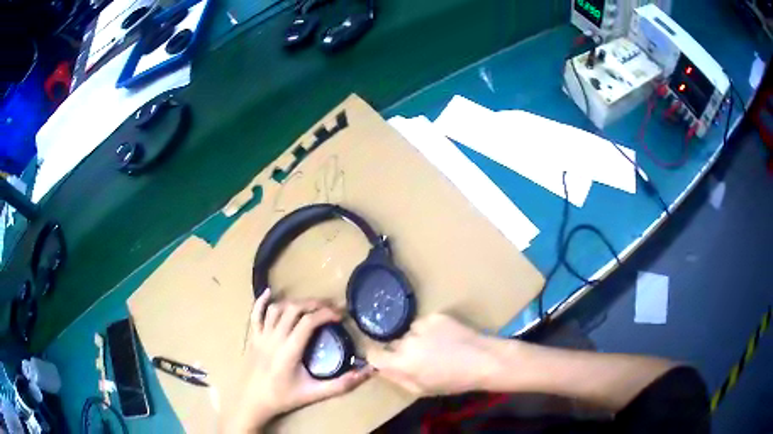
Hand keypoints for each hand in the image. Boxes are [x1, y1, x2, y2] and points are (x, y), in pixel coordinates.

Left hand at [225, 290, 373, 431]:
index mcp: (290, 350)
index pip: (308, 321)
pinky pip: (255, 314)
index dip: (326, 314)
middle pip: (294, 309)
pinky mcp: (253, 337)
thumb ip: (341, 385)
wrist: (254, 401)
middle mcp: (275, 337)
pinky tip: (269, 292)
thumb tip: (367, 372)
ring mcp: (261, 335)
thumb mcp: (315, 393)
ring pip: (277, 308)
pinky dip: (261, 301)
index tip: (340, 316)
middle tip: (330, 308)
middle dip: (314, 304)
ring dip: (294, 303)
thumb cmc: (284, 397)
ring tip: (310, 306)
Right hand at [368, 314, 501, 396]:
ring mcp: (422, 326)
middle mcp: (407, 341)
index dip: (376, 356)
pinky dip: (430, 329)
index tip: (383, 359)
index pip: (373, 353)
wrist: (482, 360)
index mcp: (401, 363)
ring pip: (410, 332)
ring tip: (437, 347)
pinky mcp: (435, 316)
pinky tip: (446, 337)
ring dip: (416, 339)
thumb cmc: (453, 381)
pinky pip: (424, 323)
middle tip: (420, 358)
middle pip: (393, 343)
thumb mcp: (421, 389)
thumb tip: (381, 369)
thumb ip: (397, 378)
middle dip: (401, 350)